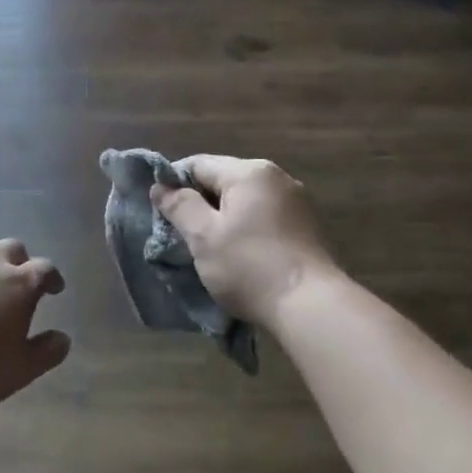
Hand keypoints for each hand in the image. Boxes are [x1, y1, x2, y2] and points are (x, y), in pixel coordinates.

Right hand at [151, 156, 336, 325]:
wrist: (310, 307)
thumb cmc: (249, 267)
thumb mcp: (203, 236)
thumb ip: (179, 206)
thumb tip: (161, 186)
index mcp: (250, 172)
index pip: (198, 164)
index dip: (174, 185)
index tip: (162, 214)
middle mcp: (276, 177)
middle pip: (223, 180)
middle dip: (200, 204)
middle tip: (183, 236)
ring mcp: (296, 202)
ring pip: (244, 201)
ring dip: (224, 219)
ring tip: (210, 248)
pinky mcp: (306, 227)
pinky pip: (264, 217)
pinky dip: (246, 229)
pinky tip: (240, 255)